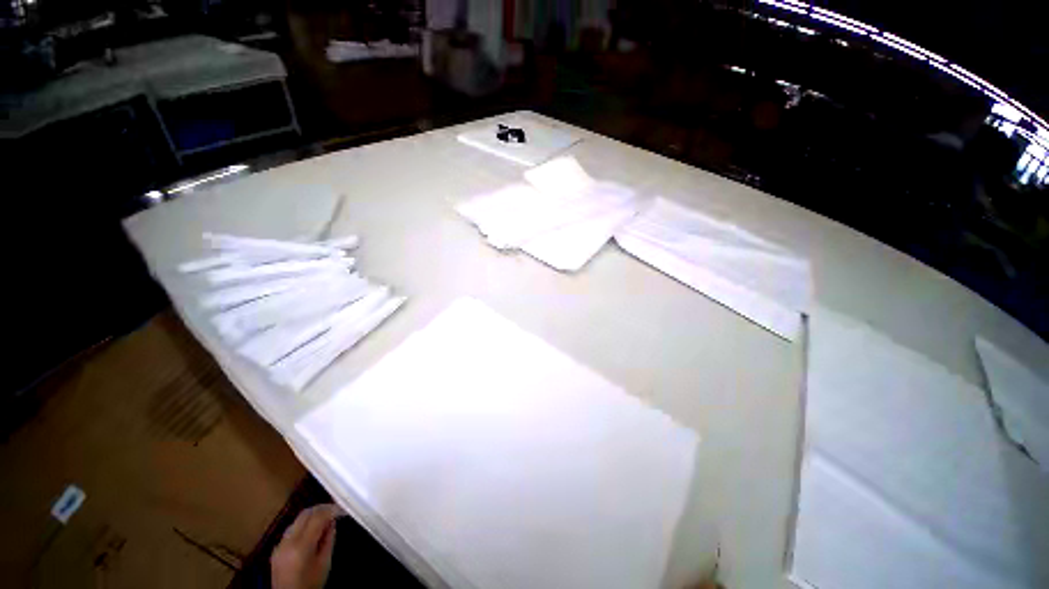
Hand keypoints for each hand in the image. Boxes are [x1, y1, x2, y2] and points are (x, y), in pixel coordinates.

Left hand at [271, 504, 341, 588]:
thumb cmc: (310, 584)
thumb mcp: (325, 563)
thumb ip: (328, 540)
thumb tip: (332, 522)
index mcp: (300, 547)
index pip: (317, 518)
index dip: (331, 509)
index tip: (342, 509)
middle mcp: (287, 542)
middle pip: (305, 514)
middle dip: (321, 508)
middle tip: (335, 509)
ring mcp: (279, 545)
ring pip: (297, 519)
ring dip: (312, 515)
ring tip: (325, 518)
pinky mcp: (276, 548)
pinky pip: (292, 529)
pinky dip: (304, 524)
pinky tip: (312, 529)